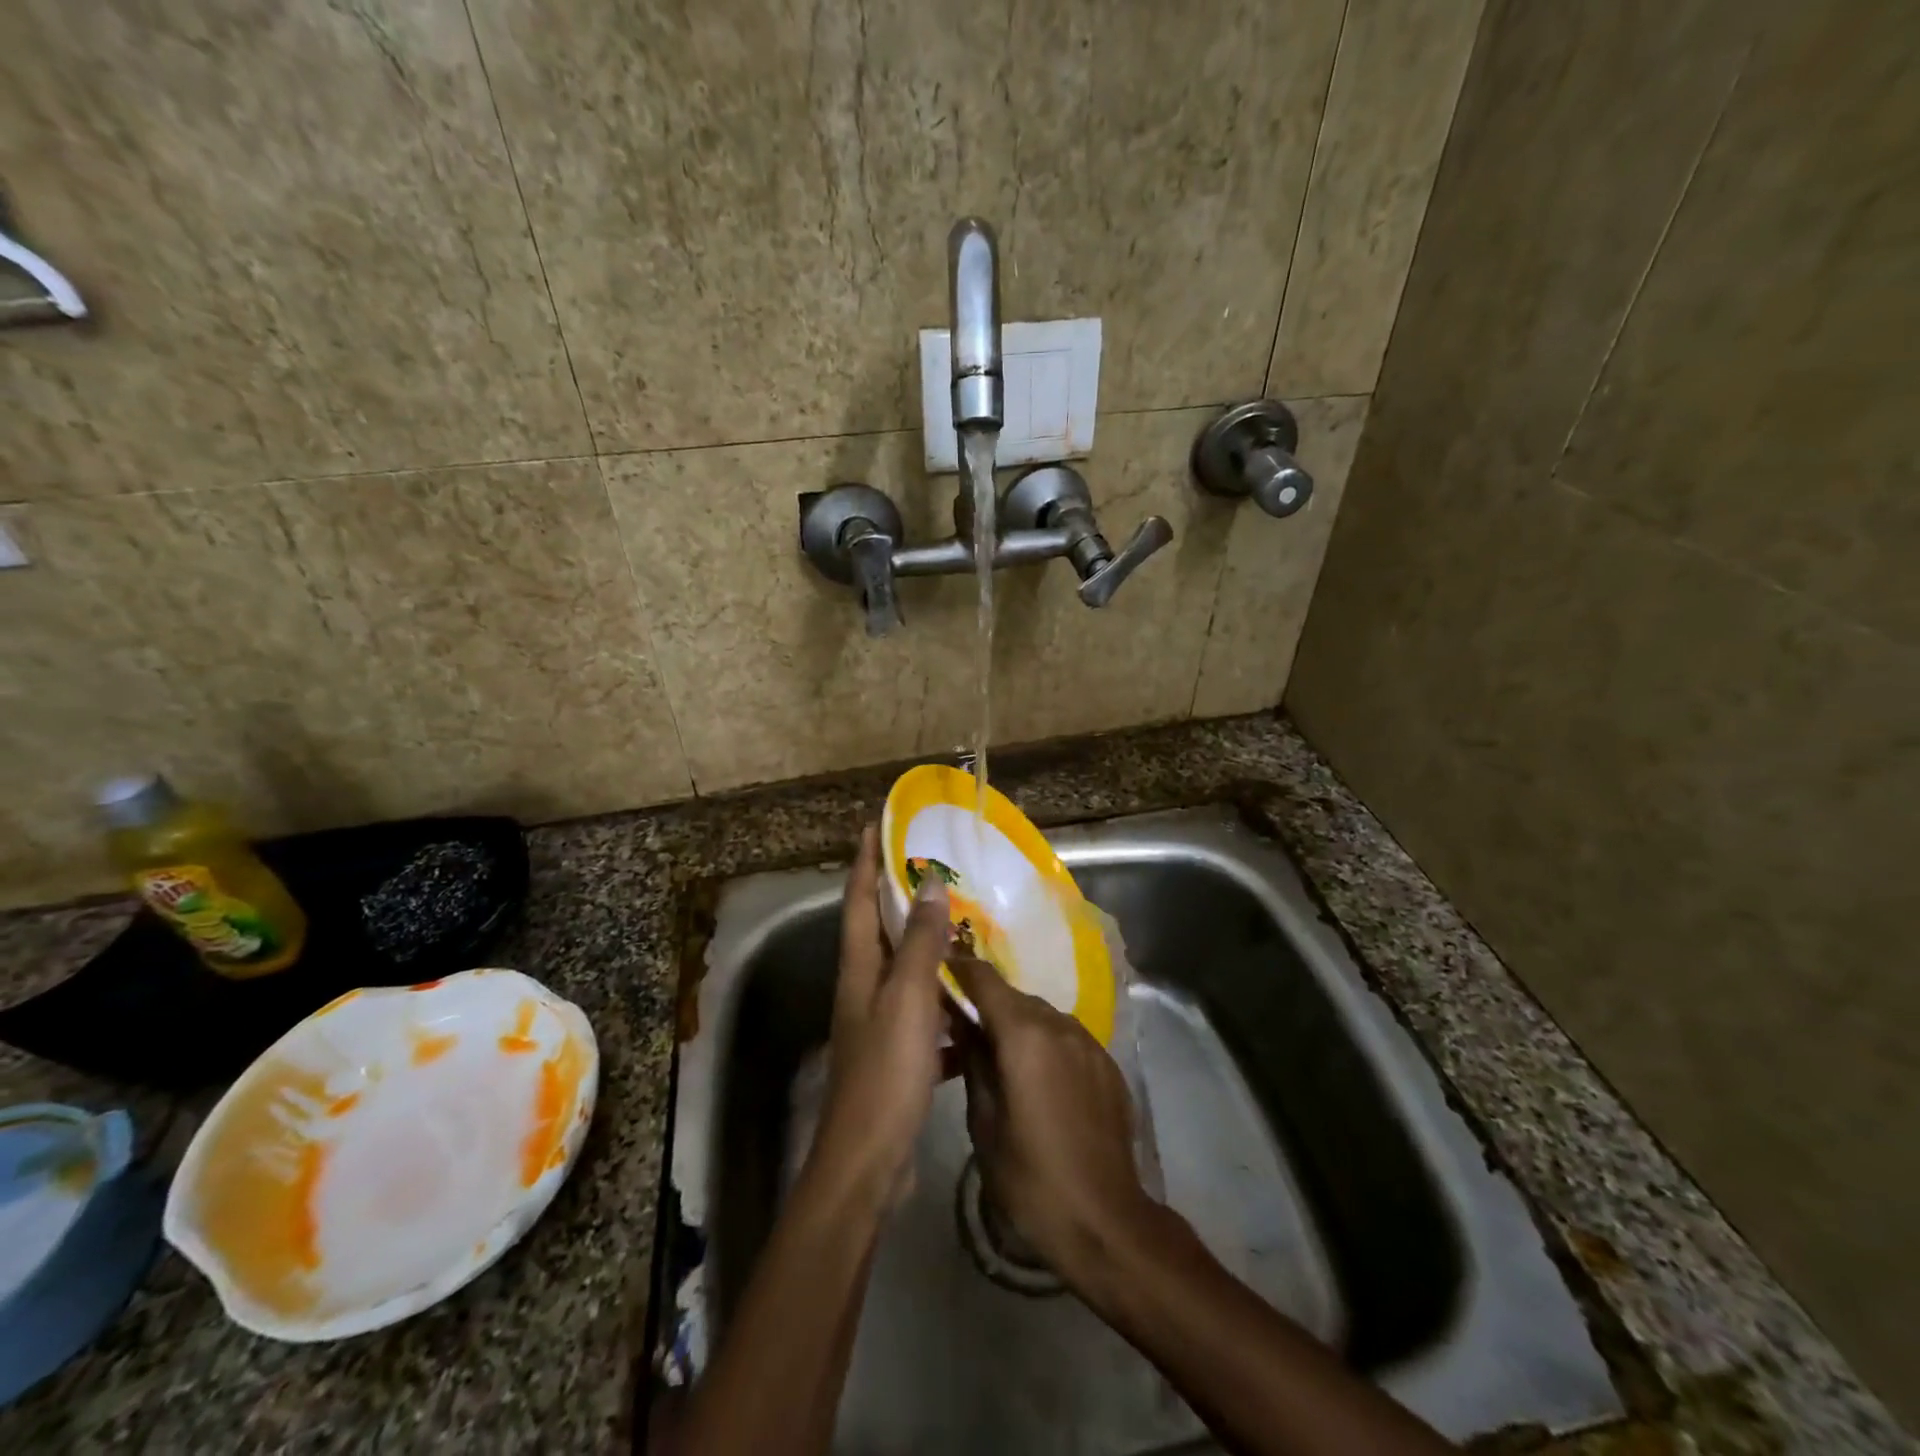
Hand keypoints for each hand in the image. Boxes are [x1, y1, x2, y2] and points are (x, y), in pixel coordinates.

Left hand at [807, 826, 952, 1206]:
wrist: (869, 1161)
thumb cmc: (885, 1071)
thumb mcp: (907, 998)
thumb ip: (920, 941)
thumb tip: (928, 882)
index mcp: (859, 967)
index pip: (860, 898)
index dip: (867, 859)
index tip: (878, 824)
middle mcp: (864, 987)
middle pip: (880, 928)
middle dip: (901, 894)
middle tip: (936, 867)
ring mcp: (880, 1021)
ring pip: (906, 969)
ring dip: (929, 944)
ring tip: (964, 923)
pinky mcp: (899, 1053)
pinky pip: (926, 1011)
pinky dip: (947, 997)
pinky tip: (975, 998)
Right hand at [948, 956, 1155, 1287]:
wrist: (1106, 1222)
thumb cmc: (1031, 1178)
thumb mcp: (984, 1123)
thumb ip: (972, 1062)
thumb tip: (961, 1024)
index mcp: (1024, 1035)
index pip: (984, 978)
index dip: (958, 970)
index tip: (937, 975)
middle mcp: (1059, 1024)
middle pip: (1013, 997)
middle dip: (986, 1007)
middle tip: (963, 1033)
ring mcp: (1089, 1042)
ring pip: (1041, 1016)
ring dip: (1017, 1026)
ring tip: (1001, 1061)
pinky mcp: (1107, 1063)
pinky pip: (1066, 1038)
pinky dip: (1046, 1045)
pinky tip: (1038, 1081)